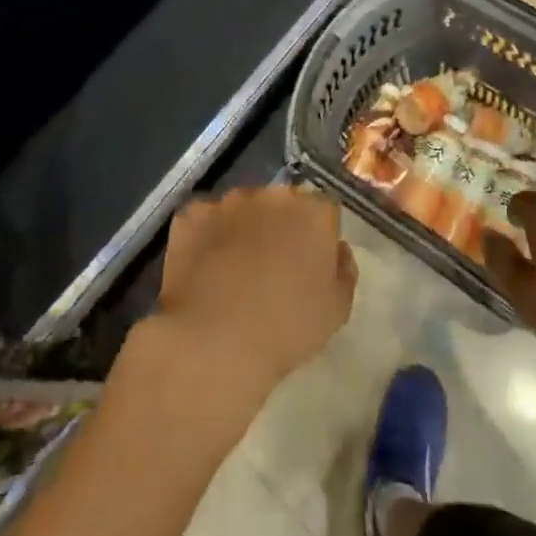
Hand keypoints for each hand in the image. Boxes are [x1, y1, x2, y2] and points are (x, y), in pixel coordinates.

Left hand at [155, 187, 356, 399]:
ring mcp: (228, 202)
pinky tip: (203, 266)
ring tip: (233, 267)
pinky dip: (205, 235)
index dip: (316, 235)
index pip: (323, 210)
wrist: (216, 340)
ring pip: (241, 208)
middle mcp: (273, 195)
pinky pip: (204, 219)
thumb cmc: (287, 328)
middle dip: (279, 225)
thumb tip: (336, 249)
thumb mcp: (338, 309)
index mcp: (314, 212)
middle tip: (271, 263)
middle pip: (281, 203)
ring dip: (242, 226)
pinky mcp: (191, 214)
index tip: (309, 262)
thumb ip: (343, 269)